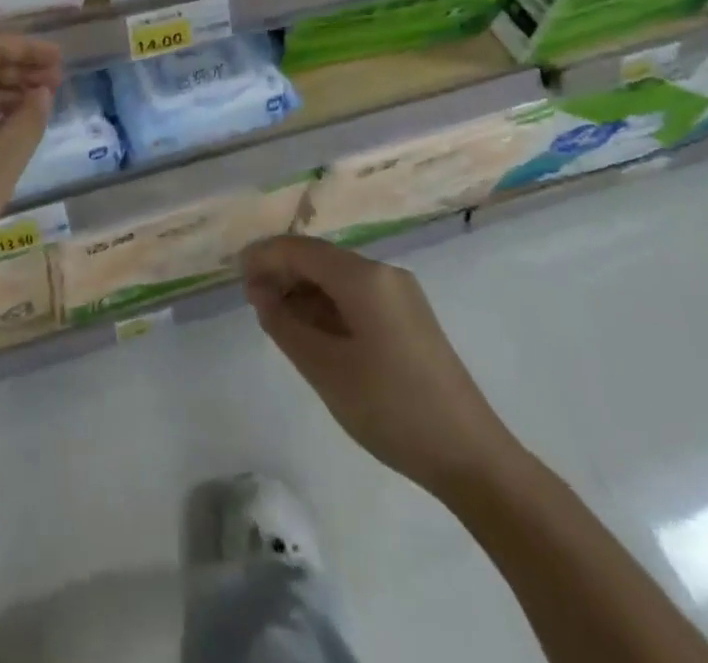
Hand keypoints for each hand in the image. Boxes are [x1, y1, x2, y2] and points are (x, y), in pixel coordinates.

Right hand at [243, 236, 523, 495]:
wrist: (472, 458)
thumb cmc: (391, 408)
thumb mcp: (325, 369)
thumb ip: (285, 324)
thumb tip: (262, 295)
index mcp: (364, 277)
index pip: (301, 249)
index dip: (265, 257)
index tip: (235, 274)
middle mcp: (384, 274)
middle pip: (320, 259)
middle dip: (283, 273)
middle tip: (252, 301)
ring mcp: (401, 295)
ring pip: (338, 278)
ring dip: (304, 291)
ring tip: (276, 319)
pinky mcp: (409, 318)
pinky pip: (357, 296)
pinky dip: (327, 306)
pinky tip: (312, 331)